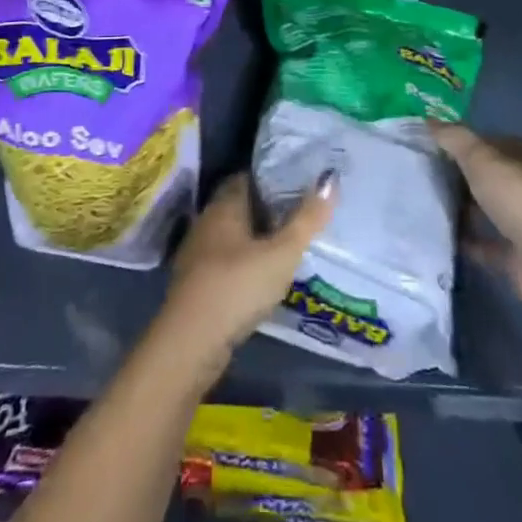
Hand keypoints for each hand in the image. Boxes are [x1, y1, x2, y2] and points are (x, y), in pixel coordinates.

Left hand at [158, 172, 336, 373]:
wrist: (190, 344)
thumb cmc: (237, 287)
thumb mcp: (281, 254)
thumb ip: (307, 219)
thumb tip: (331, 178)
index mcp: (224, 205)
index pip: (248, 177)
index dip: (273, 177)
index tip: (300, 181)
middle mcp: (207, 222)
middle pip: (241, 206)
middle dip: (269, 209)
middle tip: (302, 213)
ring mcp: (199, 254)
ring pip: (234, 236)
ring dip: (258, 239)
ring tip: (290, 244)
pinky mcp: (198, 284)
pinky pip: (228, 261)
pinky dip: (247, 263)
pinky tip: (266, 276)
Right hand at [431, 123, 521, 313]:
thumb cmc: (521, 201)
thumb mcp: (482, 160)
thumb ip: (454, 139)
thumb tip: (428, 120)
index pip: (493, 141)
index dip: (465, 141)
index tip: (433, 145)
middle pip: (490, 176)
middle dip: (461, 175)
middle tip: (424, 172)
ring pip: (488, 209)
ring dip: (463, 208)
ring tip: (427, 201)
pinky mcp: (519, 257)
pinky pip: (486, 243)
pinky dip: (467, 240)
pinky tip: (441, 235)